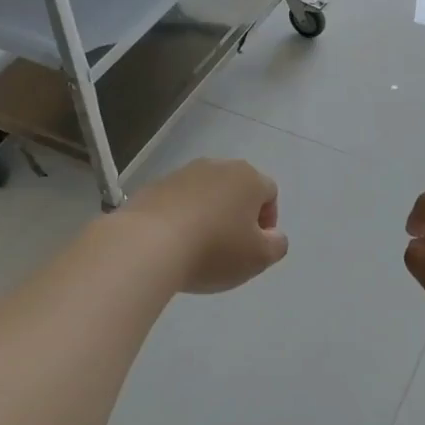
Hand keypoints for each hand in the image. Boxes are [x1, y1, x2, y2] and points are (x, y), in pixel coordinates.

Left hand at [123, 158, 288, 293]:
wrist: (147, 244)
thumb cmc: (214, 249)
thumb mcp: (260, 257)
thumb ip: (276, 245)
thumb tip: (273, 235)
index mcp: (248, 178)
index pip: (269, 194)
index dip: (267, 222)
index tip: (254, 248)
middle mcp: (217, 166)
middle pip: (236, 190)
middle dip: (236, 216)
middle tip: (229, 249)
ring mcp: (181, 174)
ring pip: (205, 195)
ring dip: (207, 216)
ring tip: (197, 249)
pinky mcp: (153, 187)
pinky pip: (176, 203)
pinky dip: (179, 219)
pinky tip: (172, 245)